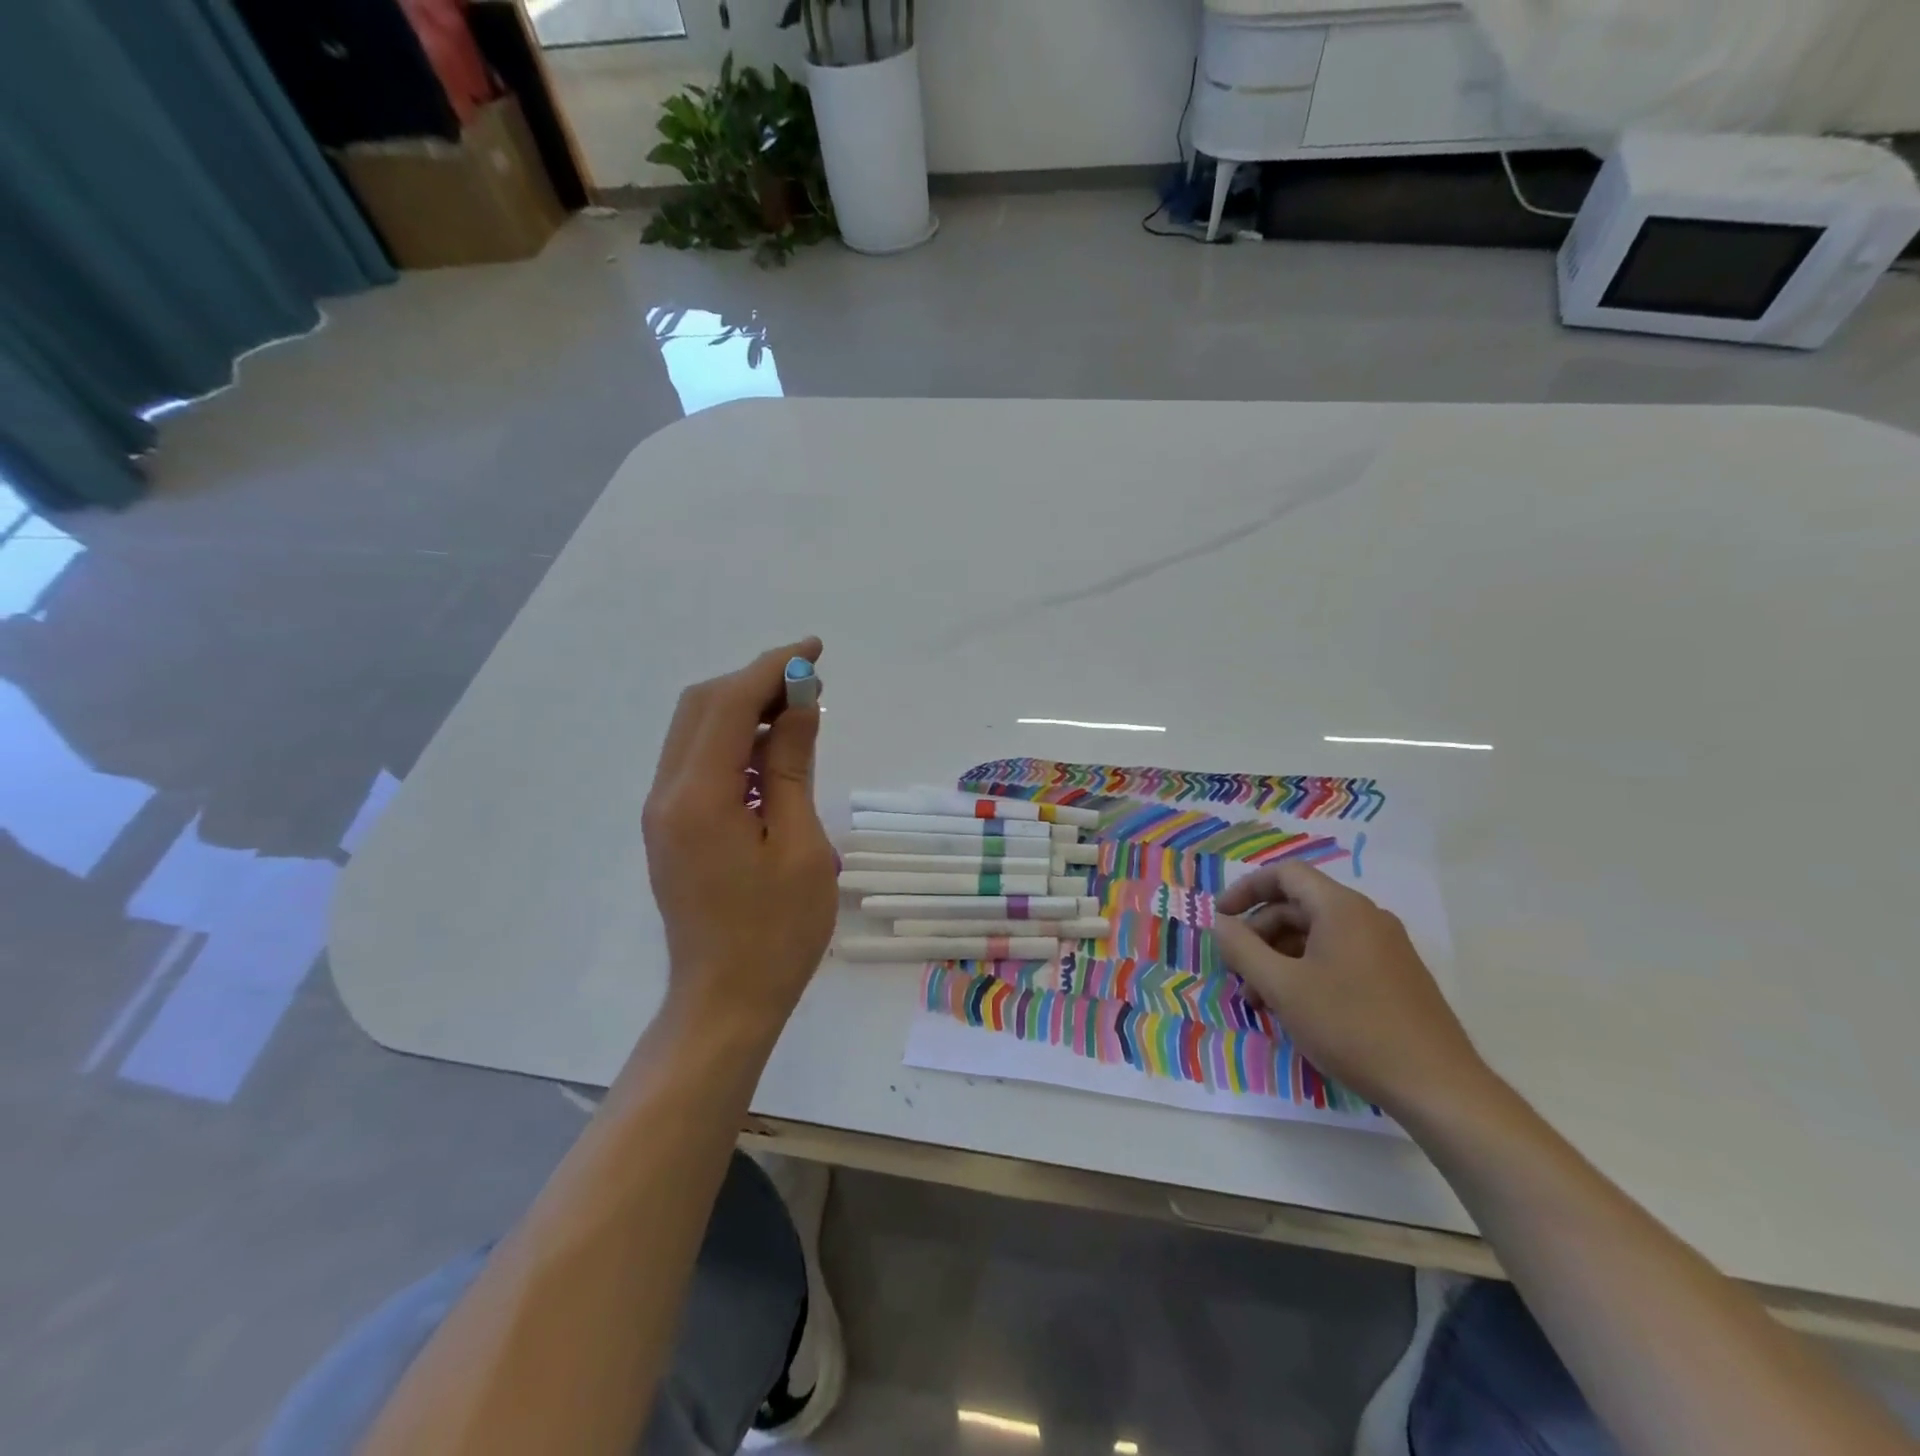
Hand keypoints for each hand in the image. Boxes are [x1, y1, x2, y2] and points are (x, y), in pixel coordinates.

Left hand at [643, 639, 836, 1045]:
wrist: (725, 1001)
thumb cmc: (776, 932)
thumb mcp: (800, 846)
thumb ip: (793, 767)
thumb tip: (799, 705)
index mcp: (698, 797)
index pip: (729, 704)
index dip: (771, 668)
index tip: (814, 651)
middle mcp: (667, 794)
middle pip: (702, 706)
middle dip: (755, 681)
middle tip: (810, 682)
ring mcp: (663, 811)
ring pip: (696, 730)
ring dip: (744, 708)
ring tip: (799, 711)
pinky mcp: (672, 827)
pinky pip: (699, 761)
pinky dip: (735, 740)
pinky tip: (774, 752)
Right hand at [1212, 863, 1490, 1119]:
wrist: (1438, 1087)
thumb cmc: (1352, 1027)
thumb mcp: (1283, 987)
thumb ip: (1243, 949)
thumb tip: (1221, 923)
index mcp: (1342, 908)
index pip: (1285, 875)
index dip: (1246, 889)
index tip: (1221, 917)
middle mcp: (1367, 918)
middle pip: (1298, 907)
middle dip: (1259, 934)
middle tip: (1236, 970)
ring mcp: (1386, 948)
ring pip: (1317, 936)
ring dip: (1280, 958)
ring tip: (1260, 1000)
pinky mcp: (1395, 978)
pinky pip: (1338, 958)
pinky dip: (1307, 972)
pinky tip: (1296, 1009)